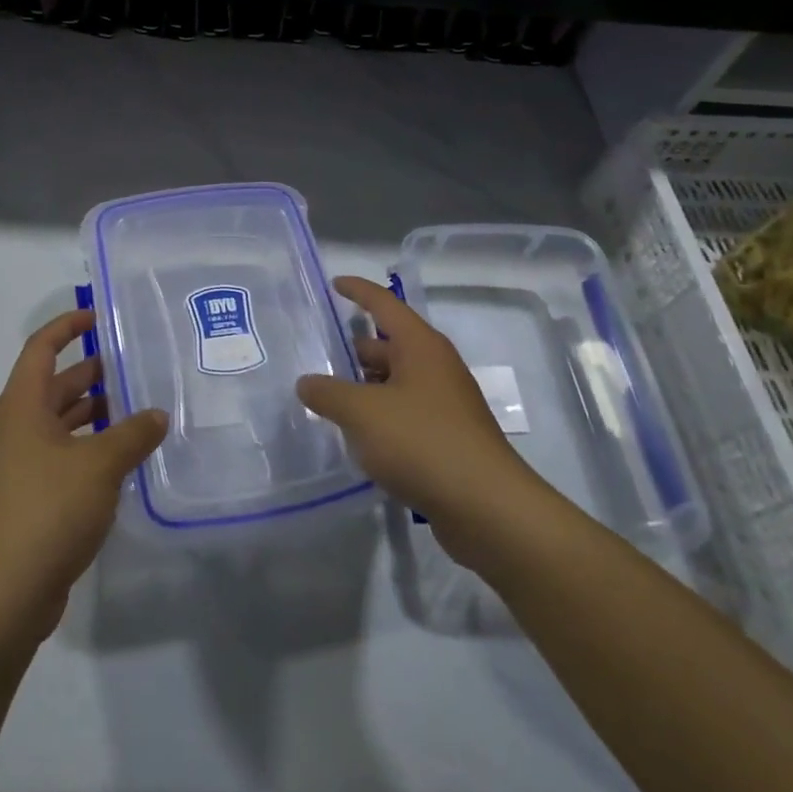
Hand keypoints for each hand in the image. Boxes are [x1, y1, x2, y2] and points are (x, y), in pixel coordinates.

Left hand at [0, 311, 166, 643]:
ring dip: (93, 415)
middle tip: (135, 366)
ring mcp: (18, 468)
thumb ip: (133, 434)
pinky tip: (123, 462)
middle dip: (90, 373)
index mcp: (22, 407)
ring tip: (138, 410)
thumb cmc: (47, 511)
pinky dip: (89, 451)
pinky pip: (62, 459)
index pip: (41, 349)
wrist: (0, 597)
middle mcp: (15, 430)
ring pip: (59, 426)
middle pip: (53, 386)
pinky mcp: (27, 501)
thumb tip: (158, 414)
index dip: (67, 327)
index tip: (99, 316)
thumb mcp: (100, 465)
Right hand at [297, 276, 544, 566]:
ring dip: (363, 389)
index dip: (358, 291)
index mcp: (420, 347)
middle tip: (314, 359)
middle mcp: (435, 368)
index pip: (385, 304)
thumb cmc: (421, 442)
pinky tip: (356, 438)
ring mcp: (444, 404)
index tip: (335, 284)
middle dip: (352, 351)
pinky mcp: (446, 437)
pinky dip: (379, 417)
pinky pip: (404, 414)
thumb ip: (327, 393)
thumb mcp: (362, 413)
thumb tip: (307, 382)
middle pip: (387, 347)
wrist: (486, 507)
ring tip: (326, 401)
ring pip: (394, 383)